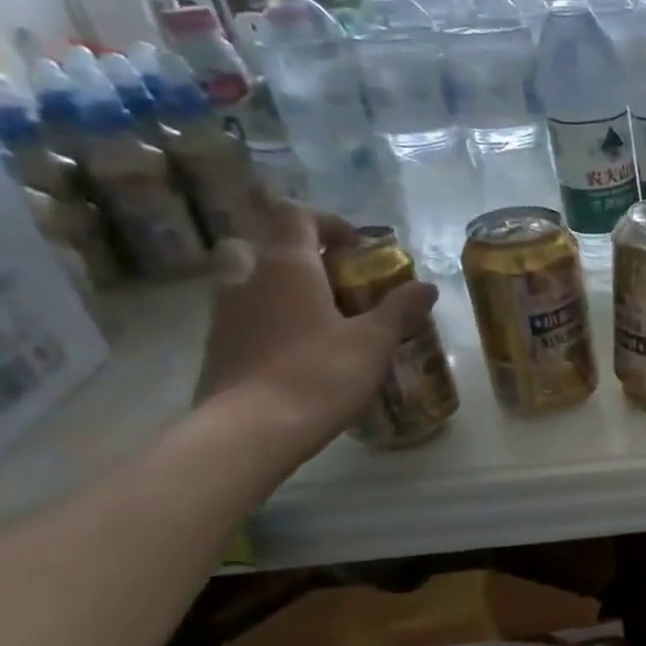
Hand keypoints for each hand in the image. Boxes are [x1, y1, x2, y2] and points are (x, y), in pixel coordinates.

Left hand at [195, 196, 436, 459]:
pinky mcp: (218, 347)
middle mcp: (247, 278)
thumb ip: (399, 309)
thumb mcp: (373, 341)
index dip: (328, 223)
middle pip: (263, 243)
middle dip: (297, 253)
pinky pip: (245, 315)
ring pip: (250, 280)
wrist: (250, 430)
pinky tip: (299, 350)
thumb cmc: (318, 374)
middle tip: (333, 279)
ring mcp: (225, 313)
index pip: (296, 215)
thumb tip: (427, 286)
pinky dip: (270, 318)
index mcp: (286, 265)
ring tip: (321, 317)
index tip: (357, 248)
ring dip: (282, 287)